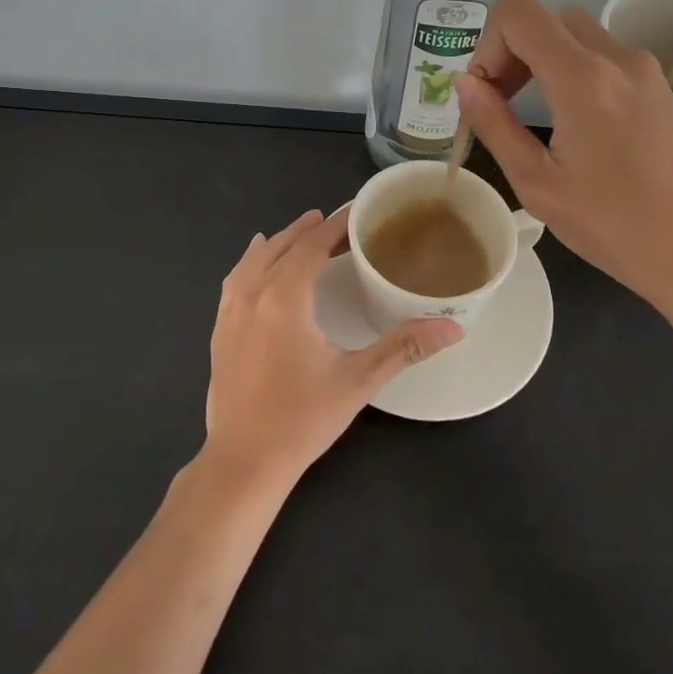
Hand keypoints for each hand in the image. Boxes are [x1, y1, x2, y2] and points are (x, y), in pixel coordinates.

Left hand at [203, 207, 462, 483]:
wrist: (244, 461)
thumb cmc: (302, 419)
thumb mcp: (358, 381)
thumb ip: (404, 347)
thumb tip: (453, 327)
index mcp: (284, 298)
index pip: (311, 246)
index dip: (334, 226)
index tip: (356, 212)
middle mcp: (252, 294)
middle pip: (282, 247)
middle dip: (310, 230)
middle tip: (339, 224)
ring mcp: (230, 312)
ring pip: (255, 259)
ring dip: (281, 242)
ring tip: (303, 231)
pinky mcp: (219, 330)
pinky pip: (235, 279)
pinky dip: (252, 261)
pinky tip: (256, 261)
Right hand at [454, 0, 672, 331]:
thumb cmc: (616, 227)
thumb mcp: (537, 183)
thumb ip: (494, 124)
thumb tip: (464, 83)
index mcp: (583, 76)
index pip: (518, 11)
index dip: (487, 43)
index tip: (486, 93)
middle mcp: (617, 59)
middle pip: (548, 20)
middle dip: (513, 51)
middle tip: (502, 104)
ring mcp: (646, 73)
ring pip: (578, 37)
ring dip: (544, 61)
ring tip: (534, 117)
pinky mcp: (663, 91)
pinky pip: (606, 60)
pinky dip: (575, 73)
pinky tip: (575, 128)